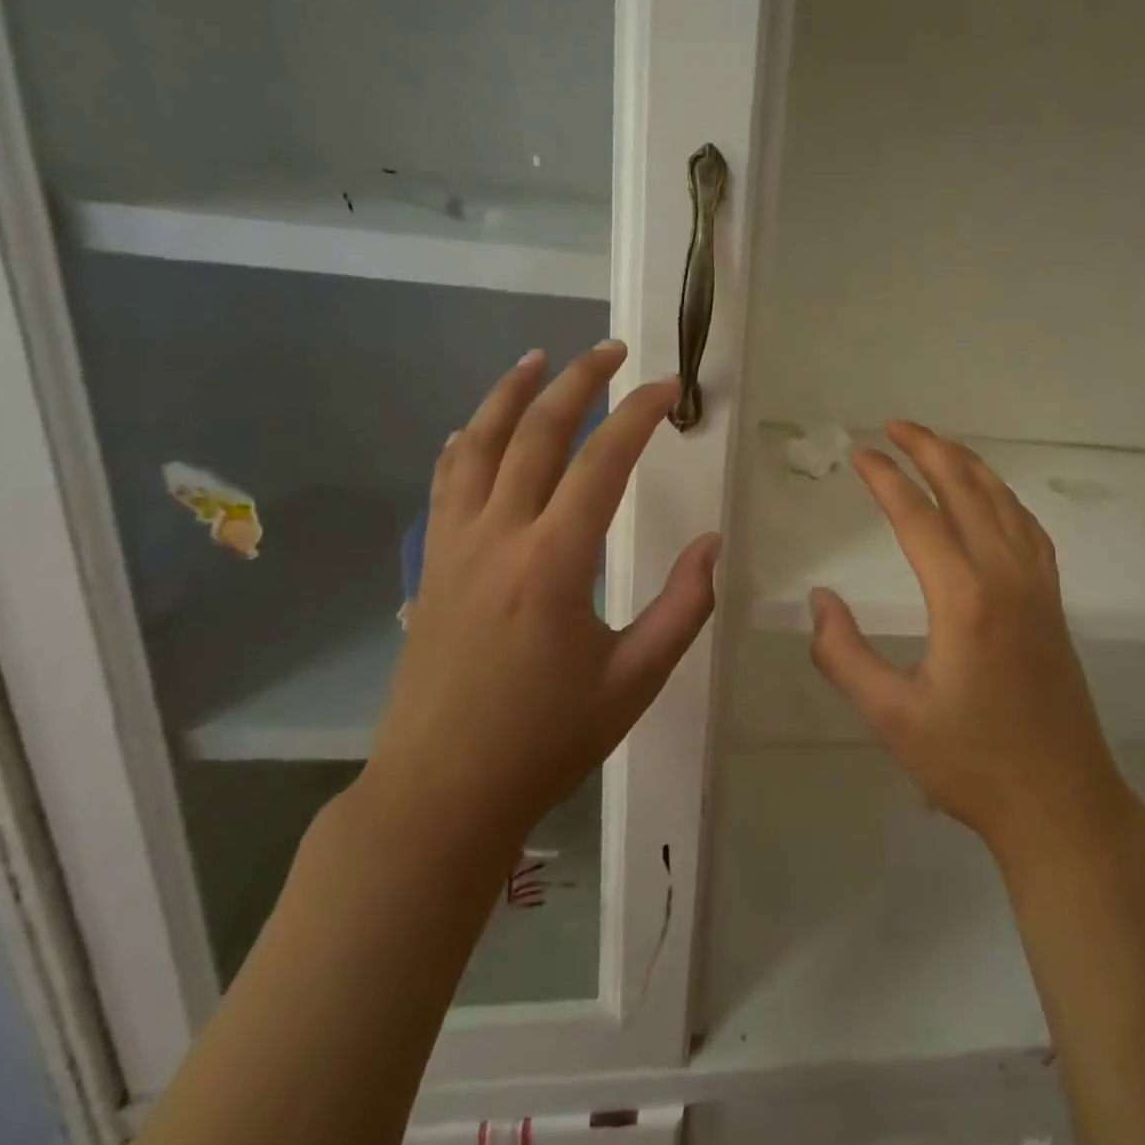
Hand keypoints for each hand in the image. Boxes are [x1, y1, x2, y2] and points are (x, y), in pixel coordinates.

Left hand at [359, 341, 720, 863]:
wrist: (440, 793)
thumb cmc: (546, 740)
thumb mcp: (636, 679)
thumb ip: (684, 606)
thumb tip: (712, 543)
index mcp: (554, 562)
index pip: (603, 461)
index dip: (639, 414)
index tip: (669, 387)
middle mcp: (498, 536)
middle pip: (536, 433)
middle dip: (578, 382)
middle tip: (611, 351)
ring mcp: (454, 547)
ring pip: (477, 446)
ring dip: (509, 395)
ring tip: (538, 358)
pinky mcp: (432, 567)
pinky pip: (445, 485)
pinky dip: (463, 445)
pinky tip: (471, 430)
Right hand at [807, 421, 1133, 858]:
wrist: (1060, 799)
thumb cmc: (970, 763)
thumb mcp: (891, 717)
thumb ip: (844, 655)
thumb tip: (819, 601)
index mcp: (965, 599)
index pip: (918, 517)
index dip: (886, 479)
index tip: (861, 454)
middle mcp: (1006, 576)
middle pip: (967, 490)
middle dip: (930, 449)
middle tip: (895, 426)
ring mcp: (1037, 585)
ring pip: (1004, 502)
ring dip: (968, 465)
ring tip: (937, 445)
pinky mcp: (1053, 601)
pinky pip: (1028, 528)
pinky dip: (1003, 497)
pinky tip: (991, 498)